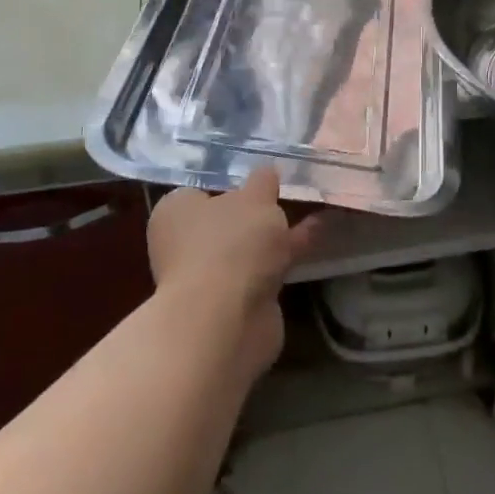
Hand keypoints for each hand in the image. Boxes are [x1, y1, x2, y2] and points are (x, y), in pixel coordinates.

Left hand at [147, 169, 319, 381]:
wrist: (227, 320)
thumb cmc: (231, 244)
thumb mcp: (255, 198)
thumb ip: (263, 181)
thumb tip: (266, 172)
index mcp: (176, 211)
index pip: (202, 189)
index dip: (233, 182)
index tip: (264, 178)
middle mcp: (185, 243)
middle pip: (227, 220)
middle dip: (257, 211)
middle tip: (291, 193)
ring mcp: (209, 276)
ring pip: (248, 246)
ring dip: (276, 235)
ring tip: (315, 209)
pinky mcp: (233, 302)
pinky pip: (264, 269)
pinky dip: (287, 256)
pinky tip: (319, 238)